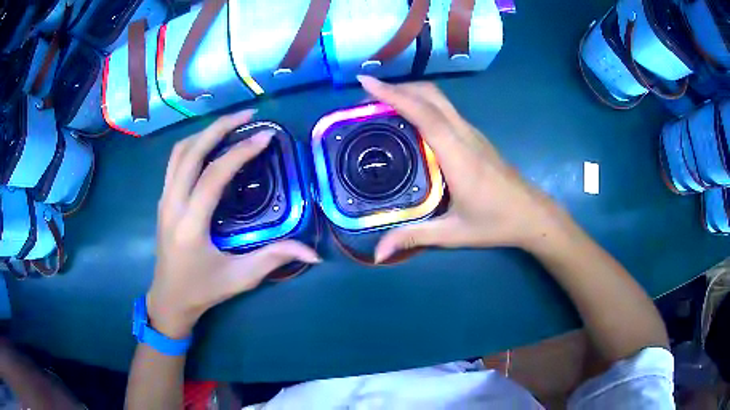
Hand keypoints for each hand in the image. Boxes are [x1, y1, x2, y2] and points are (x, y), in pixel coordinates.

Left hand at [148, 110, 319, 338]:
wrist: (169, 299)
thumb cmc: (203, 290)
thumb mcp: (240, 278)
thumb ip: (274, 259)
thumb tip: (313, 254)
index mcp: (191, 225)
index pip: (213, 176)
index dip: (240, 152)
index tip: (265, 136)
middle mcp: (172, 205)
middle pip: (191, 152)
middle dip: (220, 127)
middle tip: (248, 115)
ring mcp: (164, 200)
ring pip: (179, 152)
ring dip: (205, 133)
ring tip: (231, 124)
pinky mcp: (164, 200)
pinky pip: (175, 162)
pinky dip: (194, 145)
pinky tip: (211, 144)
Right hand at [357, 76, 564, 261]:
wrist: (533, 214)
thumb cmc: (496, 223)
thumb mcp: (453, 233)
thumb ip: (414, 238)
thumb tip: (377, 253)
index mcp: (458, 156)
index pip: (424, 114)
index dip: (394, 95)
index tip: (366, 82)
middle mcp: (465, 135)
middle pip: (431, 96)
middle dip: (397, 88)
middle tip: (367, 97)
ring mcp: (472, 133)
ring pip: (439, 99)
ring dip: (410, 93)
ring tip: (381, 105)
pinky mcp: (475, 136)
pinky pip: (445, 110)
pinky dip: (422, 104)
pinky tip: (409, 120)